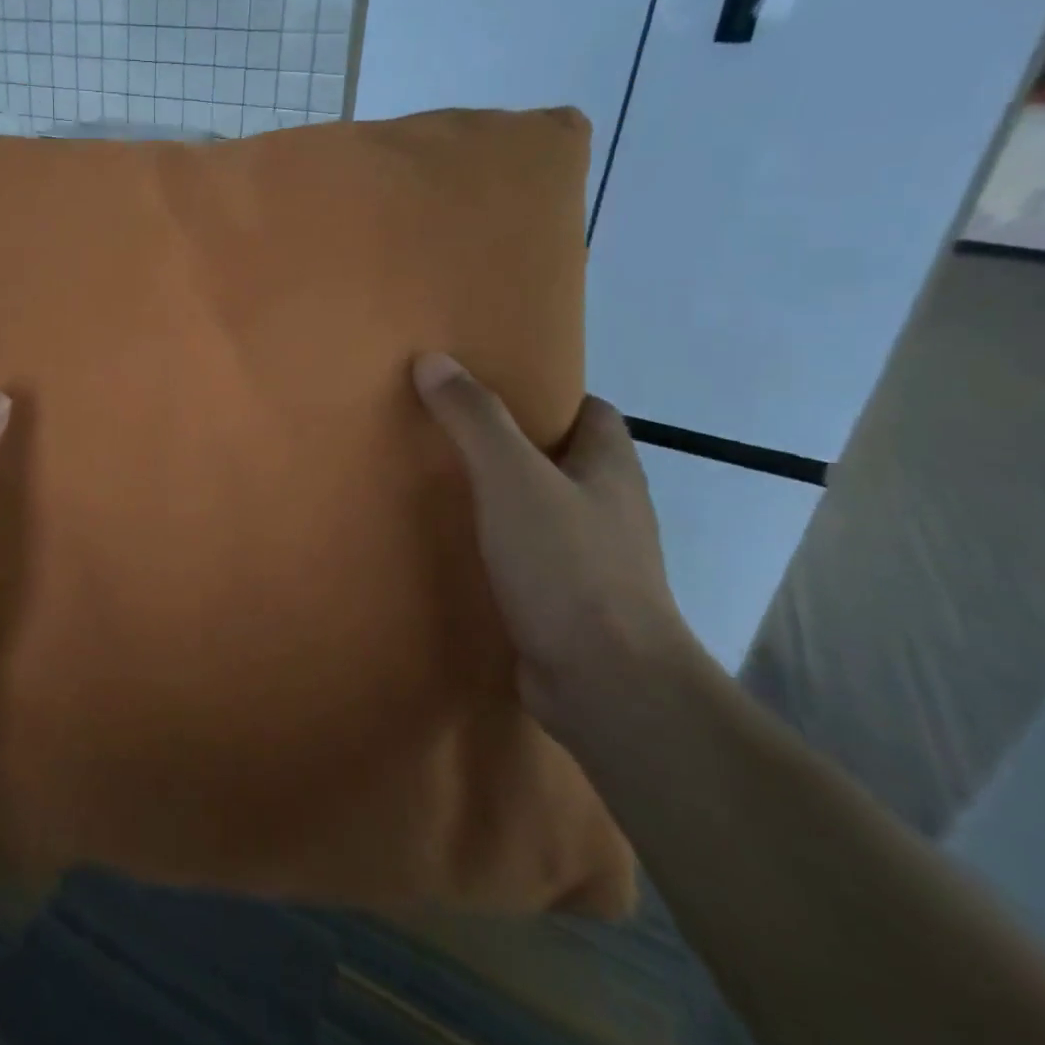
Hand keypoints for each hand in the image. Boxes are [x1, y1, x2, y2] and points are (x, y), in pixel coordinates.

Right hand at [412, 353, 699, 744]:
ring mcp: (593, 561)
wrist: (606, 684)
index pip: (590, 412)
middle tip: (449, 434)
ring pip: (543, 512)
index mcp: (610, 469)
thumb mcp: (512, 478)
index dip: (548, 395)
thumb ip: (475, 419)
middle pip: (563, 461)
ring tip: (441, 488)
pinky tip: (456, 550)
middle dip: (513, 446)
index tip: (491, 391)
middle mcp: (610, 510)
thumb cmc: (568, 566)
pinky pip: (529, 559)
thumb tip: (433, 360)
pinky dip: (498, 549)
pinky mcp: (569, 604)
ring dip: (502, 500)